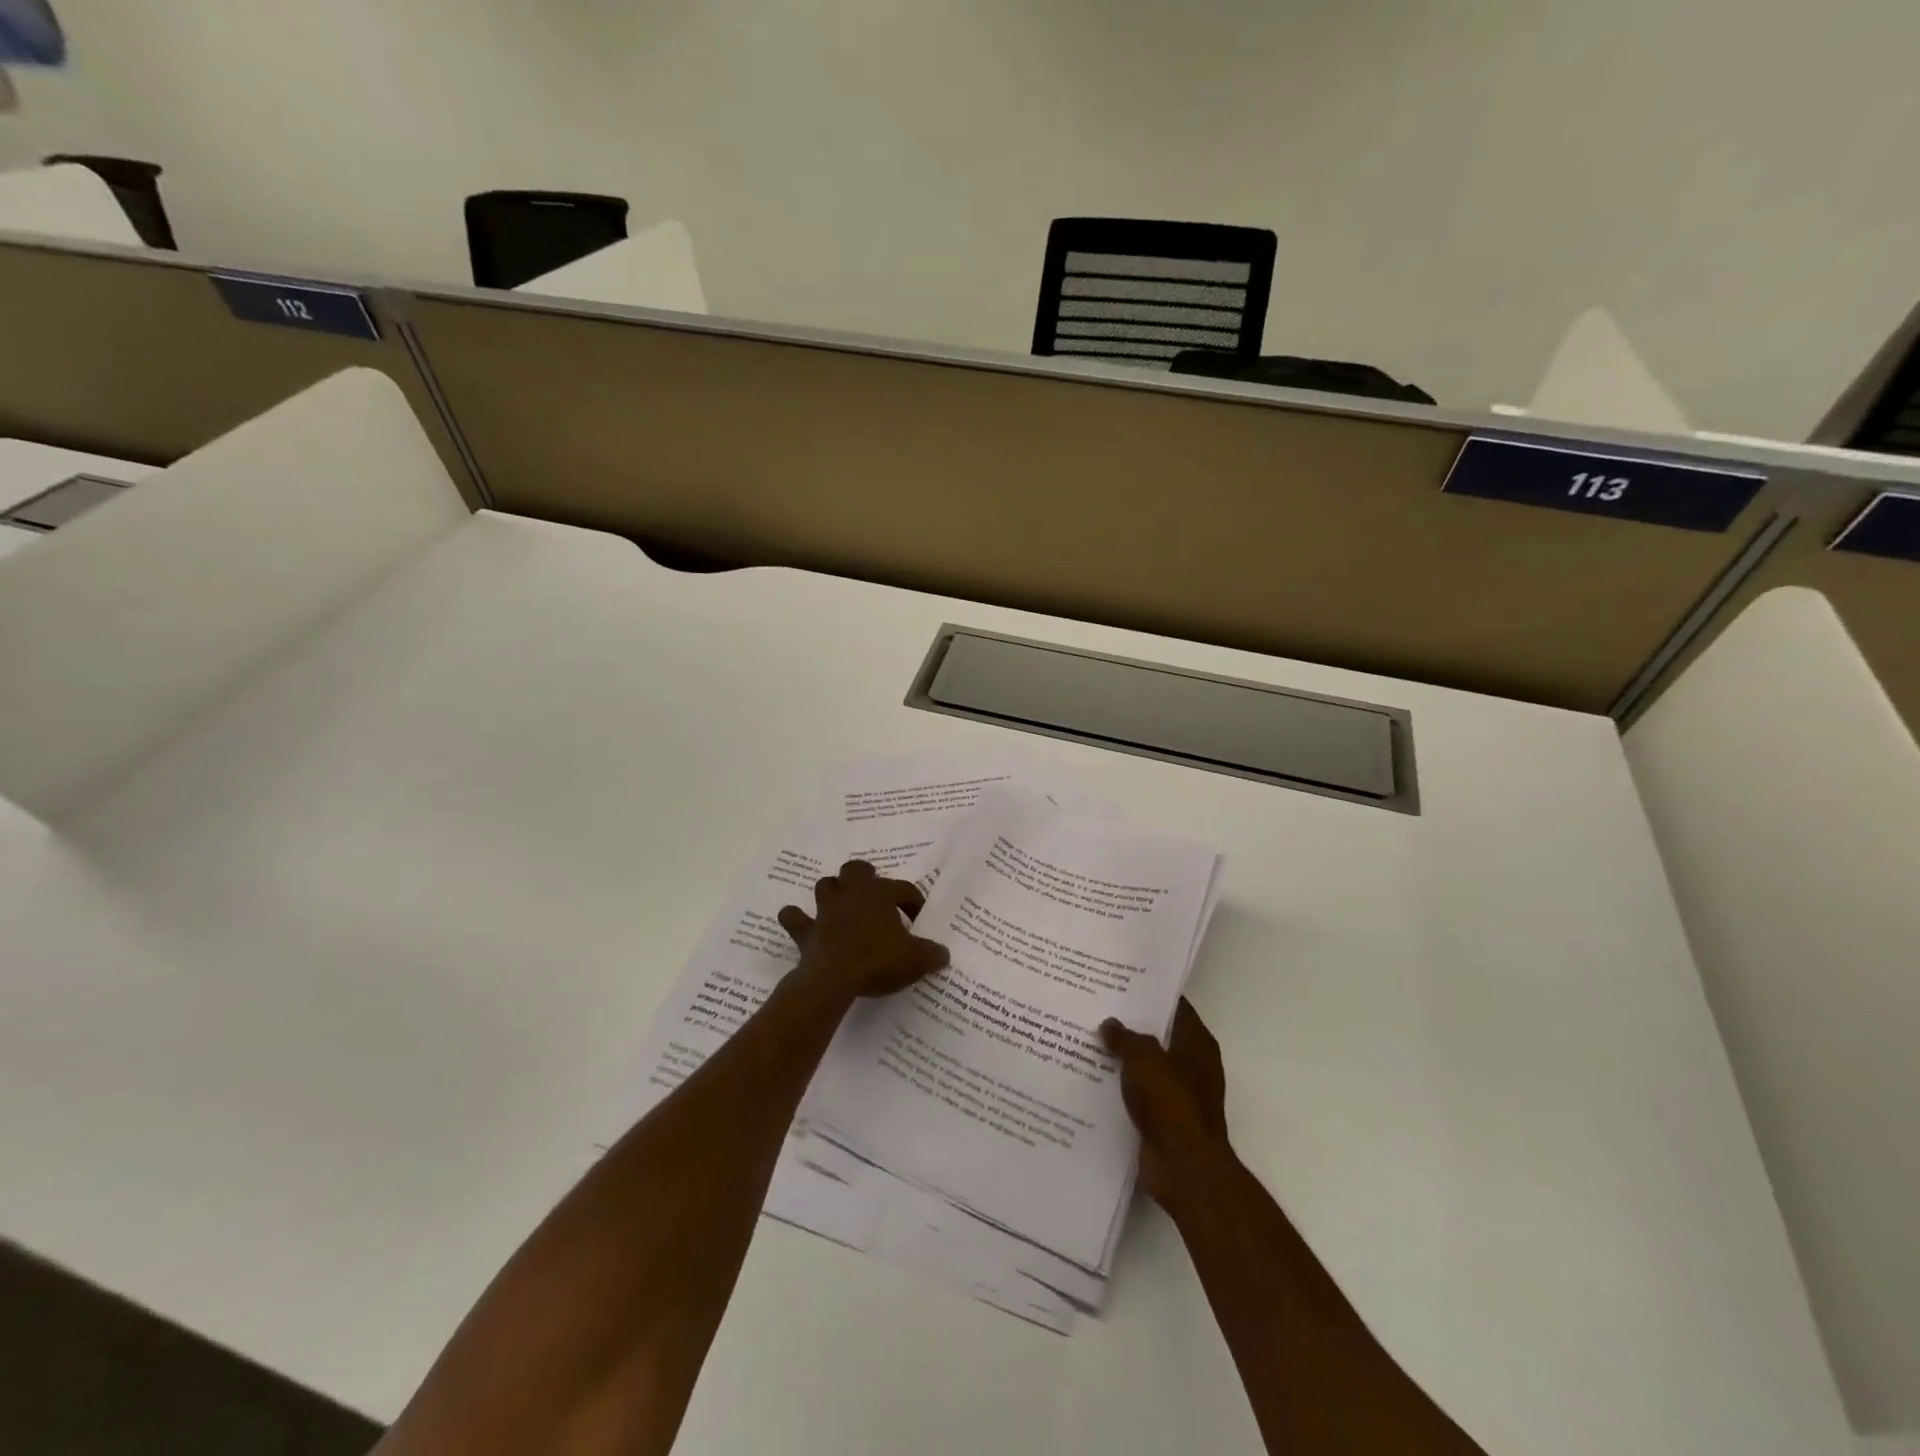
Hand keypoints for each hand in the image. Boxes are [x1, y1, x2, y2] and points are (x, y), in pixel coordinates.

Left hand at [778, 860, 949, 1001]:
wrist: (833, 979)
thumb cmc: (878, 961)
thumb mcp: (916, 960)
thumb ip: (932, 954)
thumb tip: (943, 954)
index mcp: (880, 894)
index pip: (903, 888)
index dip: (914, 902)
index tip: (918, 921)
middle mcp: (851, 894)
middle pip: (855, 870)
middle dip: (864, 877)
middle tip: (874, 894)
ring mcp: (825, 910)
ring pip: (825, 885)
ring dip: (833, 893)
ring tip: (842, 906)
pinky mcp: (806, 931)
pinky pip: (794, 918)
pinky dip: (796, 919)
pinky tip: (801, 924)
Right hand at [1101, 998, 1236, 1212]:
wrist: (1184, 1167)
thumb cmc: (1170, 1103)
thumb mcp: (1143, 1058)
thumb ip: (1125, 1038)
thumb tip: (1110, 1024)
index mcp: (1196, 1043)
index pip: (1175, 1006)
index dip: (1150, 994)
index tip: (1121, 983)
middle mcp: (1193, 1065)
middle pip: (1159, 1036)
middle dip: (1131, 1025)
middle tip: (1097, 1008)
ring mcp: (1180, 1094)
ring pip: (1147, 1066)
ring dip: (1124, 1058)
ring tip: (1088, 1040)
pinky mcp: (1166, 1119)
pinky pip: (1140, 1094)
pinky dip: (1122, 1087)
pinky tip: (1094, 1078)